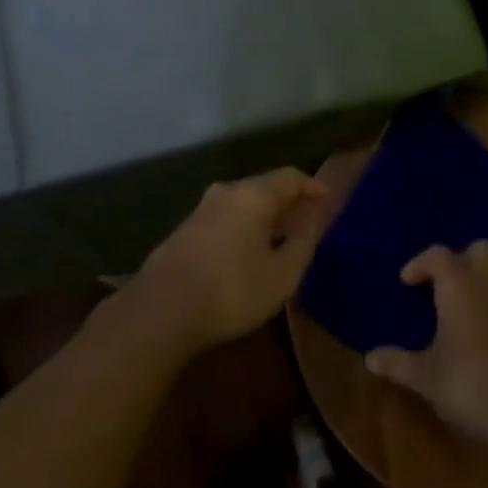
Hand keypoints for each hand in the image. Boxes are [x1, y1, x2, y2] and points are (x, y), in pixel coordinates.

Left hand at [133, 168, 332, 355]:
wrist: (161, 310)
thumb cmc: (232, 290)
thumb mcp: (281, 274)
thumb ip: (302, 242)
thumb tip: (313, 218)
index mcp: (253, 195)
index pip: (290, 177)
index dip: (311, 186)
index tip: (326, 199)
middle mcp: (226, 192)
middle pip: (264, 187)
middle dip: (287, 201)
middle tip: (304, 220)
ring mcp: (201, 209)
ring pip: (242, 202)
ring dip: (263, 215)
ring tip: (278, 237)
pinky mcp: (185, 230)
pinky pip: (225, 217)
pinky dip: (244, 226)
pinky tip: (246, 251)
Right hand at [365, 241, 487, 448]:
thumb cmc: (468, 386)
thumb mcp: (424, 377)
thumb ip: (396, 362)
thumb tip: (369, 359)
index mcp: (459, 285)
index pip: (437, 254)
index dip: (420, 263)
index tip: (407, 282)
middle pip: (479, 250)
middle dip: (462, 261)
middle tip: (446, 287)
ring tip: (473, 302)